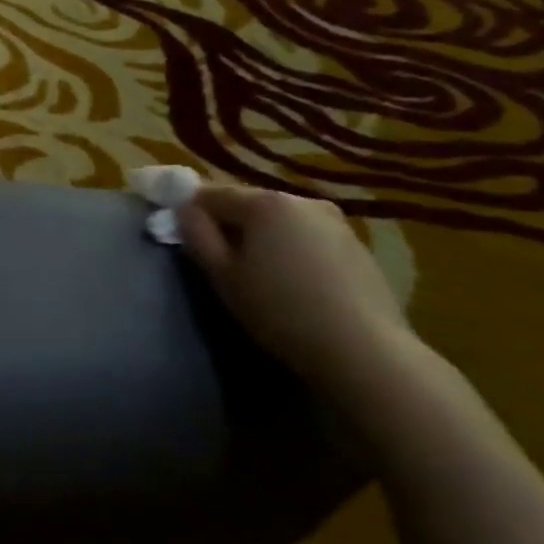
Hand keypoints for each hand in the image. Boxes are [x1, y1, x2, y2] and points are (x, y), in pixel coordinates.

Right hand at [176, 184, 412, 390]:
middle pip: (249, 203)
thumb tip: (184, 211)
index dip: (190, 210)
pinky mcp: (357, 246)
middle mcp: (301, 200)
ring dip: (261, 237)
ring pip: (280, 221)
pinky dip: (290, 249)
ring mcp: (335, 221)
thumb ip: (198, 237)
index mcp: (264, 203)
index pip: (211, 193)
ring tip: (255, 273)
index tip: (180, 234)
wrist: (363, 350)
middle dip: (228, 223)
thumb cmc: (279, 310)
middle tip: (216, 258)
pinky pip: (307, 237)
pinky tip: (291, 282)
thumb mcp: (223, 277)